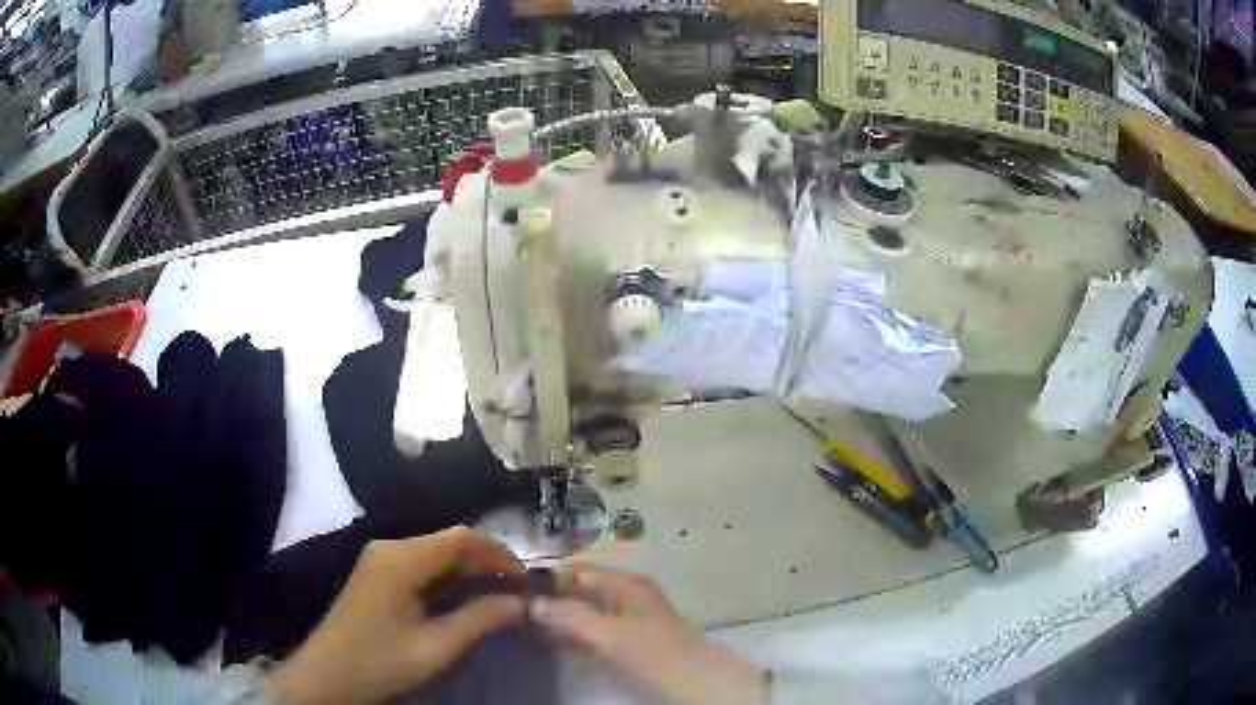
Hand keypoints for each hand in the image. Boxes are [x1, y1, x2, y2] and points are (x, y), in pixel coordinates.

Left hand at [266, 528, 525, 703]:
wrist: (329, 675)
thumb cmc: (382, 661)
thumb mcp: (437, 647)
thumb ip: (480, 620)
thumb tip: (520, 602)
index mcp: (401, 559)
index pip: (461, 538)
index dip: (499, 554)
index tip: (525, 580)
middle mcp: (390, 549)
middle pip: (448, 543)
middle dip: (485, 564)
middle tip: (515, 593)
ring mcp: (380, 561)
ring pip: (435, 555)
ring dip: (468, 574)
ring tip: (496, 599)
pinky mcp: (377, 575)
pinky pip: (421, 567)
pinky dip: (447, 581)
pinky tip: (461, 603)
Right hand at [531, 564, 768, 704]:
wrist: (702, 687)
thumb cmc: (656, 655)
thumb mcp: (610, 635)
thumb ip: (569, 617)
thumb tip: (529, 603)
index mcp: (624, 585)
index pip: (573, 572)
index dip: (543, 580)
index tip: (508, 592)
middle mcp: (625, 597)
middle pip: (576, 592)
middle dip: (544, 602)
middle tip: (507, 615)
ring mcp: (627, 622)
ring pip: (581, 615)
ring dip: (554, 622)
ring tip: (519, 632)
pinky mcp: (628, 645)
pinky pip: (590, 635)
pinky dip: (568, 638)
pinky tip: (546, 648)